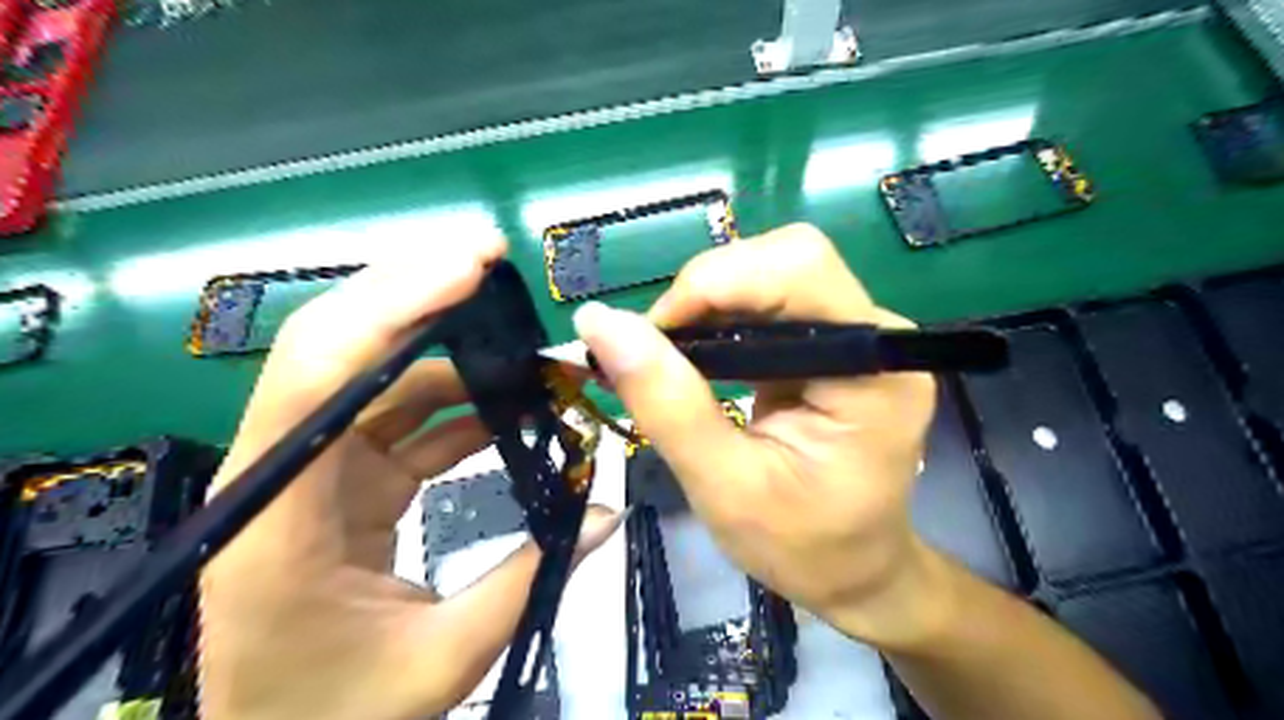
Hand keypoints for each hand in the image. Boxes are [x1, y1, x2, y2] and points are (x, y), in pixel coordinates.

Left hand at [199, 240, 622, 718]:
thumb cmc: (335, 713)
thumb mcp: (440, 658)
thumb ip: (529, 579)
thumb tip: (607, 513)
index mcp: (280, 513)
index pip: (320, 374)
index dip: (392, 305)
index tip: (471, 268)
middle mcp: (282, 470)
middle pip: (338, 347)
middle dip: (416, 292)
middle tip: (493, 262)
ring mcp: (313, 469)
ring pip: (375, 375)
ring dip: (449, 349)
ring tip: (522, 343)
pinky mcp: (341, 478)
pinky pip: (399, 416)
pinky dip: (454, 400)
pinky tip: (505, 400)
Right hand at [571, 224, 940, 651]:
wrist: (855, 571)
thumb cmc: (802, 546)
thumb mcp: (724, 487)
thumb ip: (666, 404)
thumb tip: (598, 322)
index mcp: (873, 373)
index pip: (798, 270)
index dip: (713, 284)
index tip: (652, 339)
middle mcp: (876, 336)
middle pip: (786, 258)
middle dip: (708, 291)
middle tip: (659, 352)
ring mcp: (859, 335)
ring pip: (772, 271)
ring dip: (708, 302)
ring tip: (672, 359)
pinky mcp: (834, 343)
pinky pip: (771, 301)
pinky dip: (720, 317)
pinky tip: (698, 358)